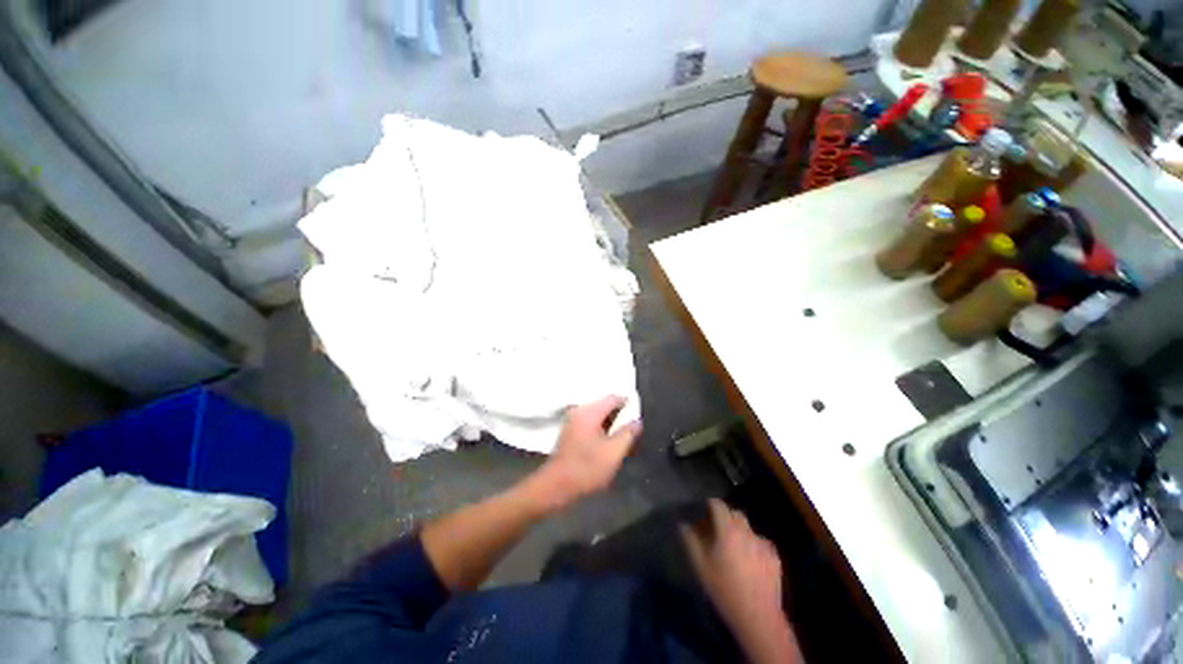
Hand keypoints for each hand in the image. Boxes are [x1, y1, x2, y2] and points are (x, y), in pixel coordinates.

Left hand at [526, 396, 641, 511]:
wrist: (557, 486)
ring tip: (622, 441)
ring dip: (611, 425)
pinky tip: (608, 444)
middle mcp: (580, 410)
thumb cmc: (587, 468)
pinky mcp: (570, 431)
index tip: (638, 419)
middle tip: (632, 432)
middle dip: (620, 417)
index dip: (628, 405)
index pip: (614, 398)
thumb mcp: (614, 452)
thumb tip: (636, 422)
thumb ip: (628, 434)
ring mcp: (573, 420)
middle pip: (606, 406)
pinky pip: (591, 423)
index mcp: (590, 411)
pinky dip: (601, 430)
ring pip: (598, 416)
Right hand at [682, 499, 801, 663]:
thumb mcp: (700, 566)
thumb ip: (690, 541)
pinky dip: (753, 545)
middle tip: (716, 530)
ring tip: (734, 547)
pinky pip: (761, 543)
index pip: (718, 504)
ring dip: (740, 531)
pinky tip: (749, 561)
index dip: (710, 504)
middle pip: (735, 513)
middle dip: (725, 516)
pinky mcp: (775, 557)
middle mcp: (747, 531)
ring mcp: (763, 544)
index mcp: (728, 530)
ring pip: (749, 528)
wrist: (758, 617)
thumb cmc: (724, 589)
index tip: (703, 510)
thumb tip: (683, 524)